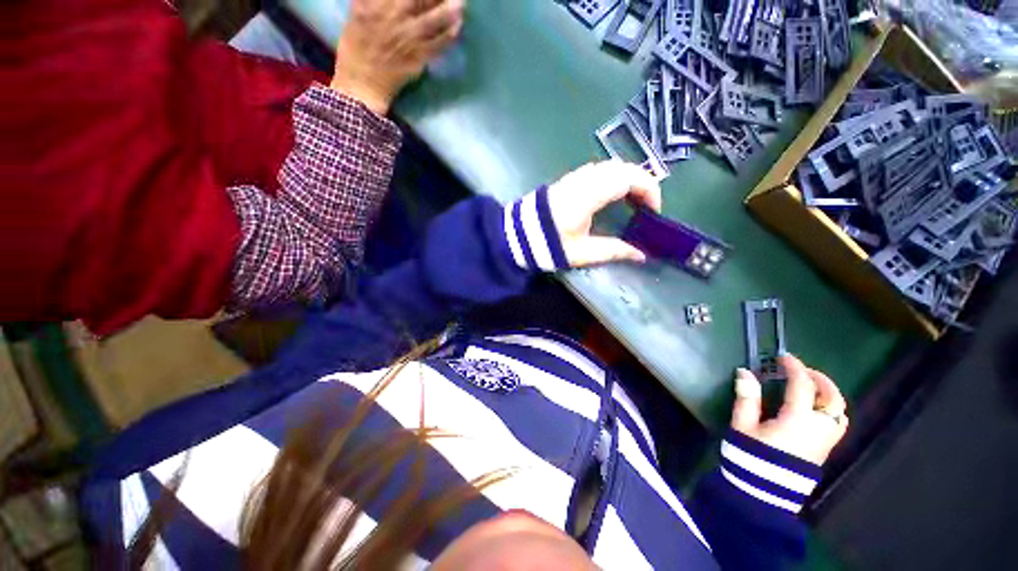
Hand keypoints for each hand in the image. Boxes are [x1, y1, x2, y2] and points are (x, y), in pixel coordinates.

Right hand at [331, 0, 464, 114]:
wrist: (362, 82)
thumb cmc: (356, 46)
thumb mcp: (359, 12)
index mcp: (375, 5)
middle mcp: (393, 19)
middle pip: (420, 0)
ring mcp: (408, 40)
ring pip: (432, 21)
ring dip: (449, 10)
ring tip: (461, 4)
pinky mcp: (418, 59)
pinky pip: (438, 45)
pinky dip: (449, 35)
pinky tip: (458, 26)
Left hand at [547, 161, 661, 267]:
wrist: (515, 236)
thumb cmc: (548, 244)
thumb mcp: (582, 252)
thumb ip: (613, 250)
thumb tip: (640, 255)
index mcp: (589, 195)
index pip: (629, 178)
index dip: (649, 189)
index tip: (653, 211)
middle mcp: (583, 179)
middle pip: (622, 167)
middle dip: (641, 183)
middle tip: (645, 207)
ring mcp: (574, 177)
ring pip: (610, 166)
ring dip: (627, 179)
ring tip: (631, 203)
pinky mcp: (568, 180)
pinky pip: (597, 170)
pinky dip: (612, 179)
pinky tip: (610, 197)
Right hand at [730, 355, 848, 464]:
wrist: (764, 491)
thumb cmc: (751, 455)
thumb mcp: (743, 425)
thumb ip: (746, 398)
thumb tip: (745, 372)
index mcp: (797, 419)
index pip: (803, 386)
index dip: (795, 368)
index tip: (783, 357)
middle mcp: (818, 428)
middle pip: (832, 397)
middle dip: (819, 378)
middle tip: (801, 370)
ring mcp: (826, 440)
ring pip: (840, 410)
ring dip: (828, 393)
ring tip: (810, 386)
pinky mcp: (825, 449)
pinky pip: (837, 422)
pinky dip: (830, 408)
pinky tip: (814, 408)